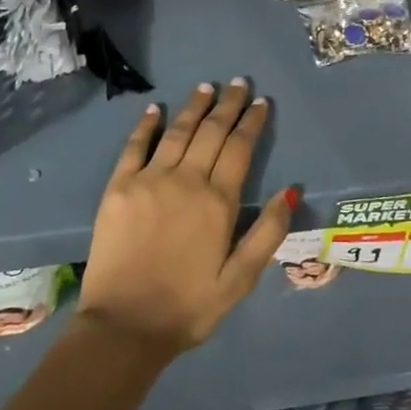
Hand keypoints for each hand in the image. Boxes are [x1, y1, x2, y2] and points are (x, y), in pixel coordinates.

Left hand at [78, 80, 296, 357]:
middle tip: (238, 83)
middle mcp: (185, 180)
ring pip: (177, 132)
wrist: (124, 326)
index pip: (240, 148)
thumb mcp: (240, 280)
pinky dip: (145, 125)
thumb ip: (268, 233)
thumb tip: (292, 190)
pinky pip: (134, 146)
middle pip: (211, 132)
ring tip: (206, 87)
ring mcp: (149, 180)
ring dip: (194, 107)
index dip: (251, 122)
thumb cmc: (188, 308)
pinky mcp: (119, 187)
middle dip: (227, 105)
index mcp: (218, 202)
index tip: (261, 102)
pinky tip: (155, 109)